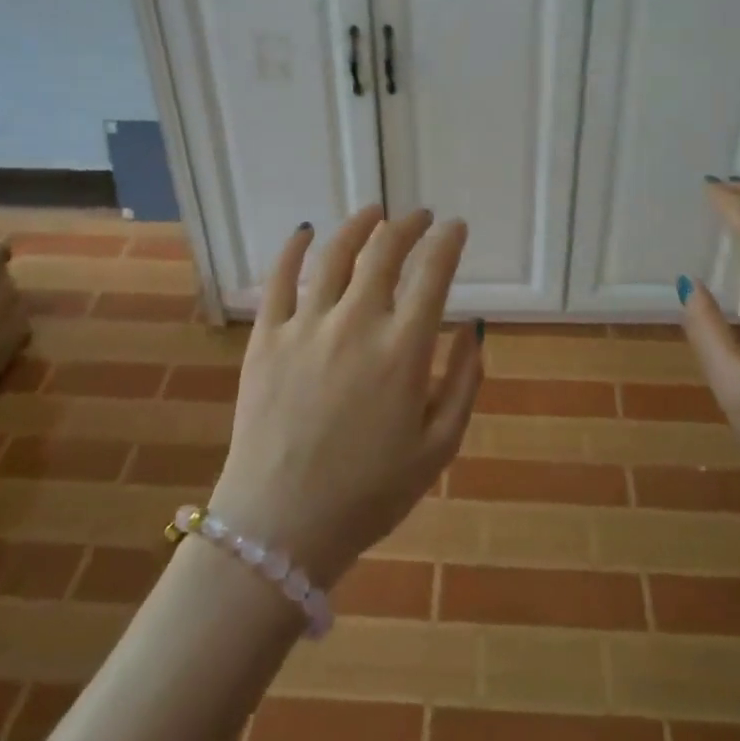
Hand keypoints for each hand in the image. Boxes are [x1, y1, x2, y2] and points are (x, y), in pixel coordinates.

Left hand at [207, 205, 481, 587]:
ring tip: (374, 211)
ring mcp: (306, 326)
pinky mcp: (266, 337)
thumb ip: (463, 383)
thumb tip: (473, 328)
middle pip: (385, 252)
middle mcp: (356, 323)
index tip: (456, 227)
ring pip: (335, 254)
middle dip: (408, 226)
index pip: (432, 273)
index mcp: (402, 350)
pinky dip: (293, 249)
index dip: (448, 242)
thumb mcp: (438, 448)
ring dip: (359, 225)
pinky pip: (278, 279)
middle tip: (419, 217)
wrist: (279, 528)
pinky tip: (305, 231)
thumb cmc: (369, 494)